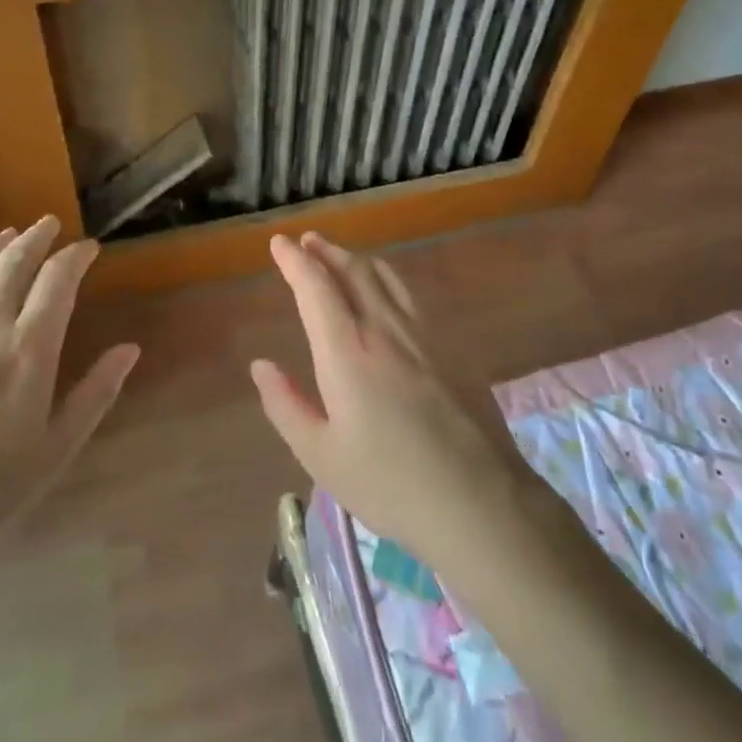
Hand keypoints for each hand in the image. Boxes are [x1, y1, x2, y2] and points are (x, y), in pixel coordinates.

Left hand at [0, 216, 138, 571]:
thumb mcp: (56, 448)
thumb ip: (96, 393)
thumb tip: (130, 349)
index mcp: (29, 349)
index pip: (59, 280)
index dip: (76, 256)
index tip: (87, 249)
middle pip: (14, 261)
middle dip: (37, 237)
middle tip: (48, 226)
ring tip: (7, 235)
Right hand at [253, 232, 540, 567]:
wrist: (480, 500)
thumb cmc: (390, 483)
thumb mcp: (321, 456)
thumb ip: (286, 405)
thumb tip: (261, 365)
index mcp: (347, 351)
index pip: (315, 287)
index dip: (294, 260)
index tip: (279, 243)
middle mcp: (385, 328)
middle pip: (353, 270)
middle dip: (326, 251)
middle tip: (307, 241)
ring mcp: (424, 333)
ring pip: (386, 277)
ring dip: (357, 259)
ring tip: (341, 257)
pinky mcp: (451, 346)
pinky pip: (411, 296)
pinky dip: (387, 280)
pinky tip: (387, 293)